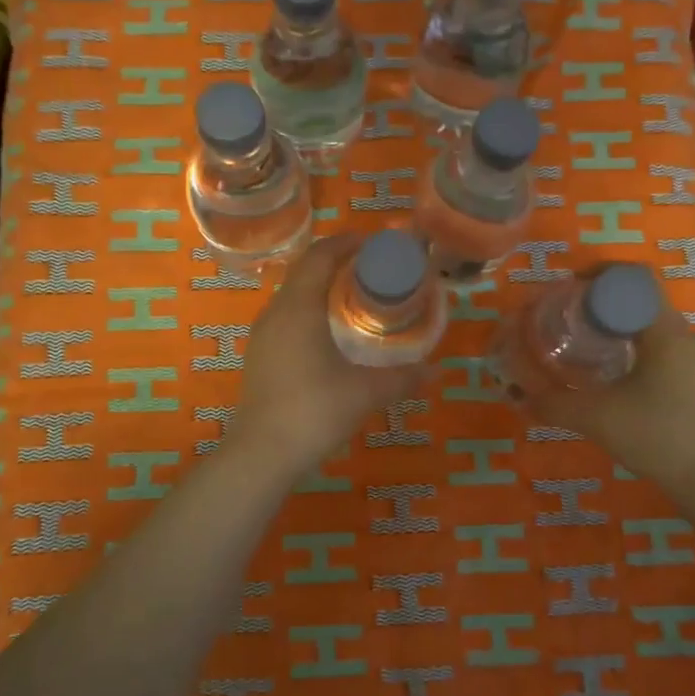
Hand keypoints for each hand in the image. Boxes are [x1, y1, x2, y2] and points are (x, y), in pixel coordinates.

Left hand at [227, 233, 423, 480]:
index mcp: (298, 308)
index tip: (373, 242)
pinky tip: (330, 334)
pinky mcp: (259, 356)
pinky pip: (286, 317)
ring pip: (293, 296)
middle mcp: (275, 313)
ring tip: (355, 297)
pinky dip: (310, 311)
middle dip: (336, 263)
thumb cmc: (314, 411)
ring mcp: (262, 336)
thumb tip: (435, 372)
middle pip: (304, 272)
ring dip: (321, 288)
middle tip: (371, 269)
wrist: (262, 453)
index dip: (346, 243)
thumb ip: (402, 378)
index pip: (319, 256)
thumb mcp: (365, 393)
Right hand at [528, 298, 694, 492]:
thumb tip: (517, 396)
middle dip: (607, 307)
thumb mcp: (596, 418)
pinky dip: (642, 355)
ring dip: (625, 333)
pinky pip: (669, 354)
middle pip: (645, 304)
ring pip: (657, 332)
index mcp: (666, 332)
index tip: (572, 288)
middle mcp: (689, 338)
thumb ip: (554, 403)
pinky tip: (623, 384)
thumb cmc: (656, 437)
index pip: (637, 280)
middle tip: (574, 323)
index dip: (602, 275)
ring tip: (594, 353)